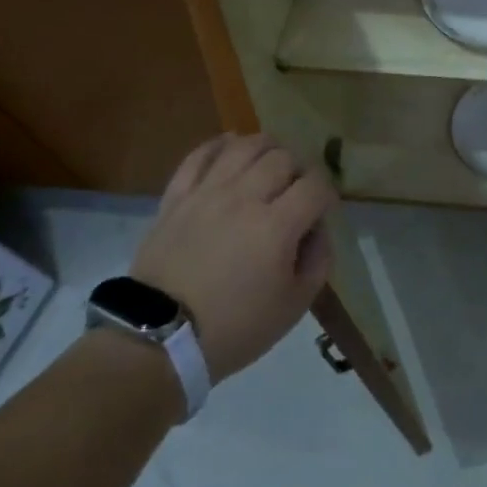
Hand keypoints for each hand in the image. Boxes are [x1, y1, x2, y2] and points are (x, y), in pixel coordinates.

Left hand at [131, 133, 336, 381]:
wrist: (158, 341)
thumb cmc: (235, 328)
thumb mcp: (295, 305)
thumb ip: (319, 259)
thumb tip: (317, 228)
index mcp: (277, 226)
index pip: (316, 185)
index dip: (327, 193)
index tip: (323, 211)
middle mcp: (244, 198)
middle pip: (284, 158)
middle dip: (300, 170)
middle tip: (297, 191)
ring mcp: (206, 193)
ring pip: (245, 146)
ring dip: (267, 149)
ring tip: (270, 165)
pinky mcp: (176, 197)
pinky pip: (200, 155)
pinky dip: (220, 145)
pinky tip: (232, 150)